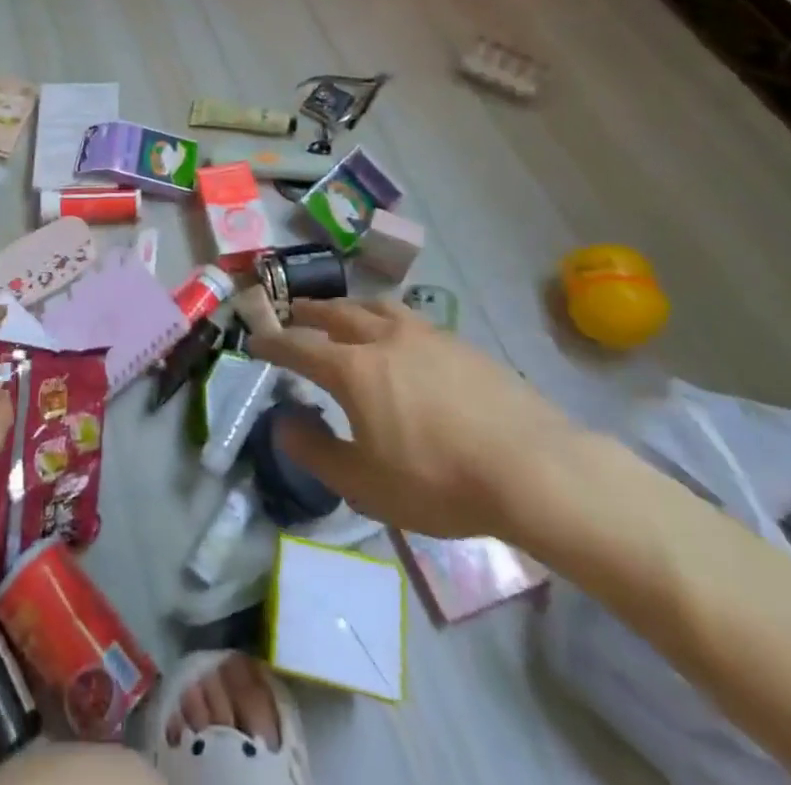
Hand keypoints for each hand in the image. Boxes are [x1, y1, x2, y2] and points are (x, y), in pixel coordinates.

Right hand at [248, 298, 584, 539]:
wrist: (534, 469)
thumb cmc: (439, 481)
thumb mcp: (366, 484)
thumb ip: (317, 452)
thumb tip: (284, 424)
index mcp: (352, 368)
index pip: (299, 347)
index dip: (273, 343)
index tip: (255, 340)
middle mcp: (382, 338)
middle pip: (336, 314)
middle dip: (309, 312)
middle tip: (294, 313)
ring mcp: (425, 335)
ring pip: (375, 306)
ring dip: (350, 306)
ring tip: (344, 313)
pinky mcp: (460, 343)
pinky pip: (411, 318)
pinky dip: (388, 318)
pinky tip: (401, 337)